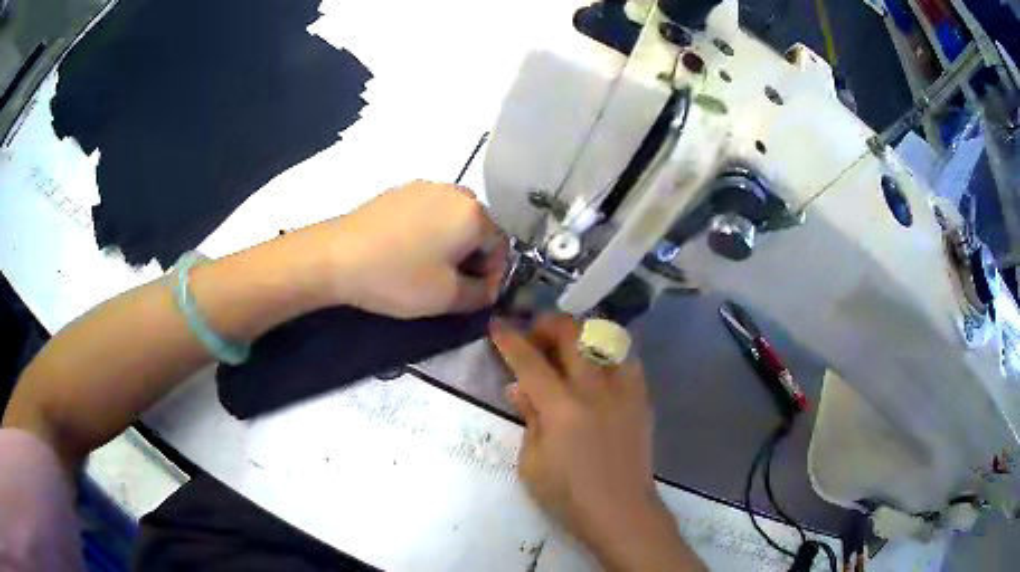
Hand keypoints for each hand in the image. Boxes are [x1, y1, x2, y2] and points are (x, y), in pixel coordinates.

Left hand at [313, 181, 507, 317]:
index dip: (495, 275)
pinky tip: (408, 250)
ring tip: (431, 267)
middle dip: (474, 257)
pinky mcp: (399, 190)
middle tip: (455, 283)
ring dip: (452, 243)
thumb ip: (480, 295)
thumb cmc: (397, 277)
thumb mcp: (446, 298)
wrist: (336, 255)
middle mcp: (455, 192)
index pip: (501, 246)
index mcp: (474, 214)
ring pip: (453, 218)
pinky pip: (429, 211)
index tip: (478, 296)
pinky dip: (430, 230)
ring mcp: (425, 187)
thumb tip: (487, 289)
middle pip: (478, 228)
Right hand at [490, 315, 703, 571]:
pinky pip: (627, 359)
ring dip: (581, 334)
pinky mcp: (641, 399)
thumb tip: (519, 387)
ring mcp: (624, 391)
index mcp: (562, 409)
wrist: (621, 511)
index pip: (530, 362)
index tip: (498, 325)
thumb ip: (528, 418)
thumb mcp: (531, 463)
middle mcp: (595, 390)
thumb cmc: (568, 495)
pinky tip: (598, 367)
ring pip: (605, 338)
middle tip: (535, 334)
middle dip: (548, 324)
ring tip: (568, 346)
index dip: (510, 340)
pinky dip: (608, 353)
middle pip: (573, 334)